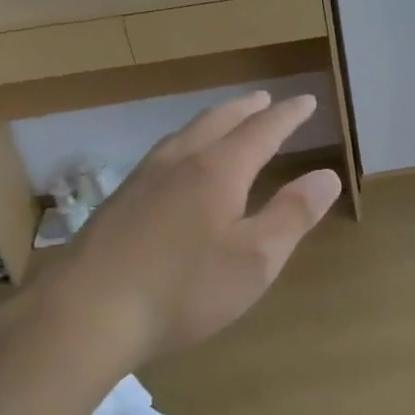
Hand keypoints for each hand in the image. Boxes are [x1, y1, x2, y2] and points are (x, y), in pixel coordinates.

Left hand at [43, 91, 340, 365]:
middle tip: (265, 100)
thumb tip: (327, 175)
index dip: (288, 116)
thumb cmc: (184, 289)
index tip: (306, 101)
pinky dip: (185, 144)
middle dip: (247, 110)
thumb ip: (293, 215)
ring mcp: (142, 181)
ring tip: (225, 123)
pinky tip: (176, 167)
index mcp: (218, 171)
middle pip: (218, 122)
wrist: (86, 314)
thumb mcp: (256, 259)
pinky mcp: (117, 203)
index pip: (262, 131)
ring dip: (213, 122)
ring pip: (184, 135)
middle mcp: (179, 163)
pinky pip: (162, 155)